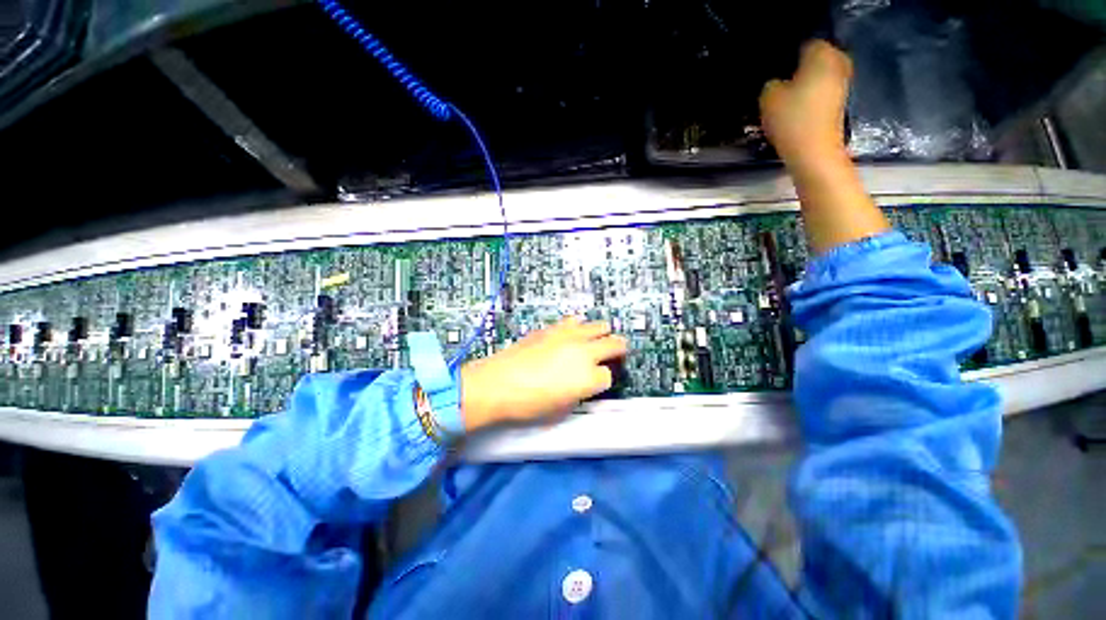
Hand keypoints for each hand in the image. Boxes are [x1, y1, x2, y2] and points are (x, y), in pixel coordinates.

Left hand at [459, 317, 627, 431]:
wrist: (497, 383)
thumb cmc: (528, 404)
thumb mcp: (560, 409)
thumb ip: (579, 394)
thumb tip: (583, 385)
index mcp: (589, 377)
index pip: (609, 375)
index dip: (604, 380)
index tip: (596, 382)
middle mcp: (584, 351)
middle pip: (615, 343)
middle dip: (618, 349)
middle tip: (614, 354)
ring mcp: (569, 335)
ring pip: (599, 325)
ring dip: (601, 333)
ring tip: (595, 340)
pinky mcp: (553, 328)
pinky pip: (574, 321)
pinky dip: (578, 326)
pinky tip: (571, 333)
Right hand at [760, 40, 853, 166]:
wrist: (814, 151)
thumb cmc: (792, 119)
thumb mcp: (768, 98)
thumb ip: (771, 83)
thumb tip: (777, 83)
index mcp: (821, 53)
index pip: (803, 45)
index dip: (788, 58)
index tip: (776, 74)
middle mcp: (838, 62)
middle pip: (815, 59)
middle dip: (800, 70)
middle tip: (781, 86)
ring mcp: (843, 83)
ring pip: (820, 76)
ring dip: (807, 85)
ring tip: (788, 100)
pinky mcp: (842, 102)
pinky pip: (824, 91)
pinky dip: (813, 98)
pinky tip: (799, 111)